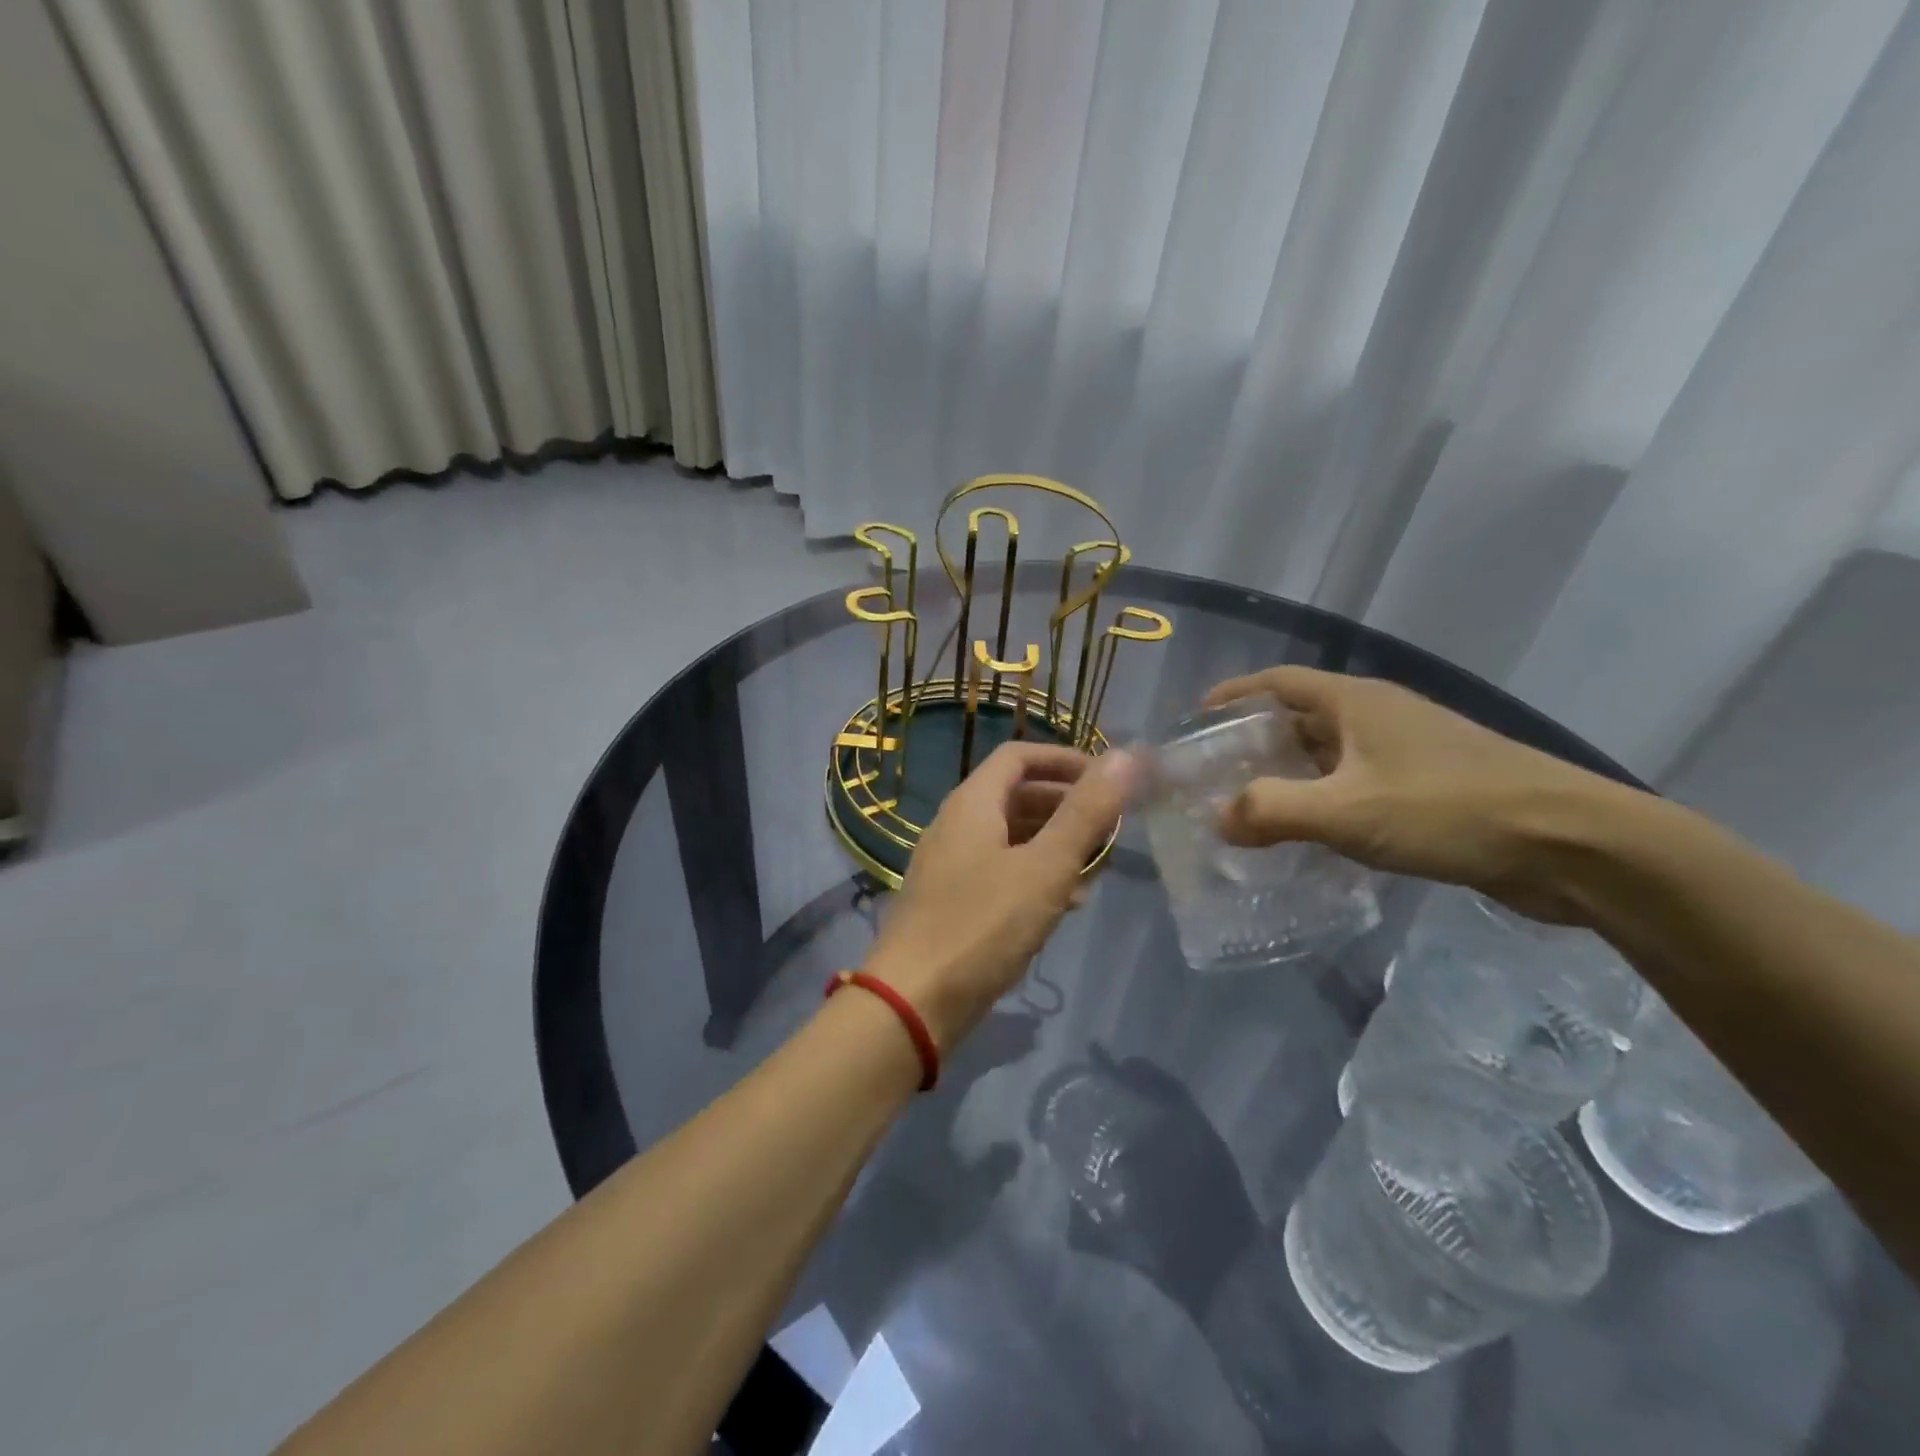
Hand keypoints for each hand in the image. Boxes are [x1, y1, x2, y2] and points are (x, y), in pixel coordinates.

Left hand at [864, 742, 1139, 1050]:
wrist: (914, 1001)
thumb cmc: (983, 925)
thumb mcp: (1045, 867)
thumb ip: (1085, 812)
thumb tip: (1126, 756)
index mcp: (972, 803)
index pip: (1019, 756)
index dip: (1065, 759)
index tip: (1108, 778)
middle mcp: (956, 824)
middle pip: (1016, 795)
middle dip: (1066, 804)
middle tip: (1110, 826)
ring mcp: (950, 864)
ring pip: (1011, 836)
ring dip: (1054, 843)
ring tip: (1097, 867)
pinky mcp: (951, 901)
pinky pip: (1000, 871)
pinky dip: (1034, 875)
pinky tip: (1065, 904)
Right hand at [1203, 666, 1635, 920]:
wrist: (1573, 846)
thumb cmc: (1450, 810)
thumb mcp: (1347, 811)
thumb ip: (1272, 812)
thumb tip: (1218, 819)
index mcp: (1356, 702)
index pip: (1277, 683)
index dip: (1233, 695)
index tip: (1194, 719)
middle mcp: (1379, 717)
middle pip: (1300, 718)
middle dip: (1254, 742)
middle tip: (1212, 774)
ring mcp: (1408, 752)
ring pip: (1329, 756)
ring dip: (1290, 776)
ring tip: (1249, 807)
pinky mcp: (1430, 788)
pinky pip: (1356, 785)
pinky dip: (1324, 802)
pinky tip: (1309, 836)